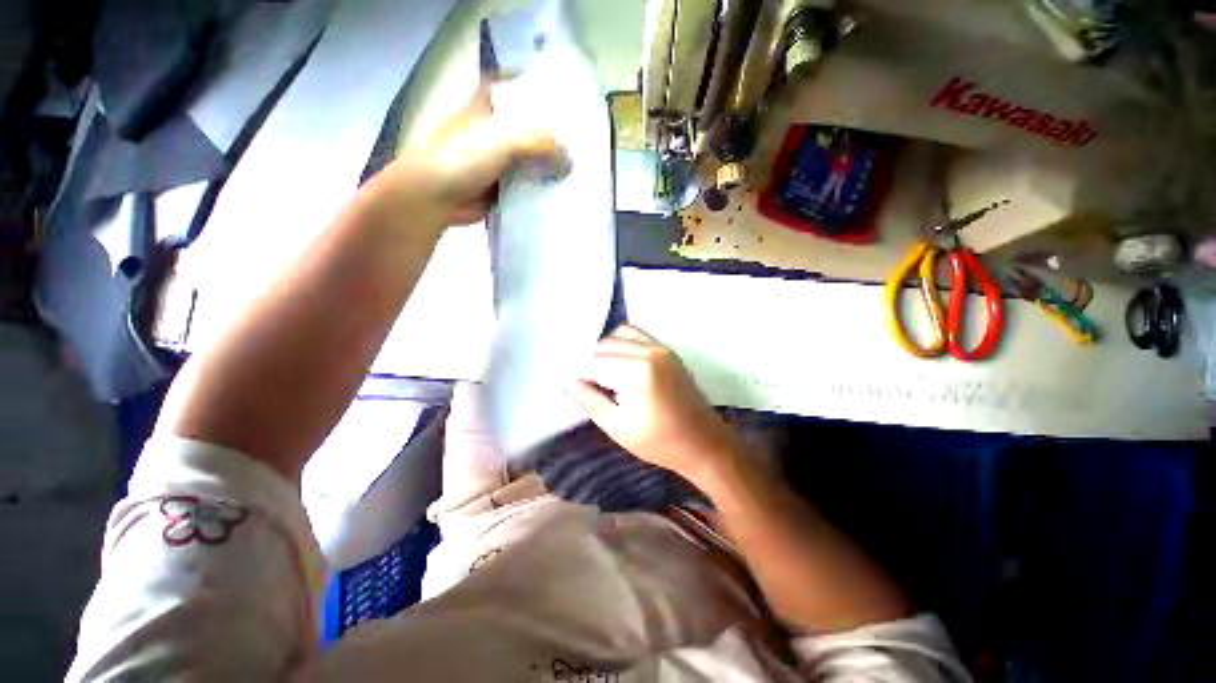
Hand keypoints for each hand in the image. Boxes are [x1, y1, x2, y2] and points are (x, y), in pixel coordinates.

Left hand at [374, 82, 567, 226]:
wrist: (436, 196)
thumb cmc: (461, 157)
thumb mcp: (502, 139)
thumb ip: (539, 143)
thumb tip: (569, 162)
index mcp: (489, 106)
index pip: (519, 91)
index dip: (542, 94)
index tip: (568, 104)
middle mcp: (495, 130)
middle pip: (530, 129)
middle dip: (553, 136)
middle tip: (582, 143)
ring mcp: (498, 160)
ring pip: (531, 159)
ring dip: (550, 165)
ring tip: (580, 169)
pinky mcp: (502, 186)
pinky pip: (528, 184)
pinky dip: (542, 188)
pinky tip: (563, 191)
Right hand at [567, 325, 742, 483]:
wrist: (703, 442)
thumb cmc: (660, 442)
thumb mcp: (618, 428)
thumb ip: (590, 401)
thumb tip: (567, 381)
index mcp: (638, 373)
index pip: (594, 362)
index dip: (579, 374)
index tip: (572, 385)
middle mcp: (649, 351)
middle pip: (604, 345)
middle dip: (591, 363)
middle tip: (587, 385)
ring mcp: (660, 347)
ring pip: (618, 335)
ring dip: (605, 351)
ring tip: (603, 375)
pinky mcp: (666, 349)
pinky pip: (635, 334)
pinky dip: (621, 343)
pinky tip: (619, 363)